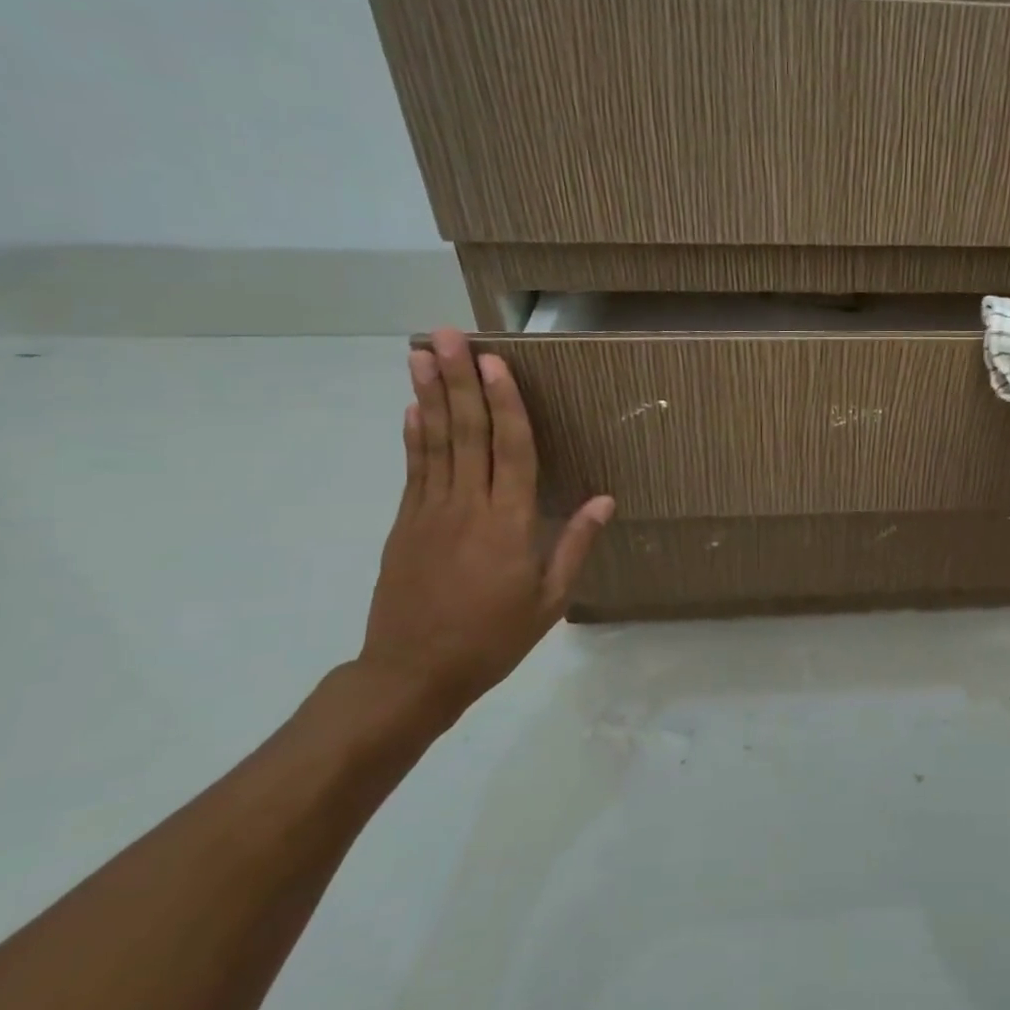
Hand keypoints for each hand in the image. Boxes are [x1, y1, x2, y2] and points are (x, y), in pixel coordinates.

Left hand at [355, 328, 613, 720]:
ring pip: (434, 442)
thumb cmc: (492, 639)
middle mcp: (467, 507)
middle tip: (447, 335)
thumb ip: (574, 545)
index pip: (511, 450)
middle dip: (458, 380)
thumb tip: (604, 499)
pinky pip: (414, 470)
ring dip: (429, 395)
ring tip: (421, 354)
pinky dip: (414, 436)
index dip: (505, 403)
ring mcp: (429, 513)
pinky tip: (413, 408)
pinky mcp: (405, 525)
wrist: (411, 674)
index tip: (495, 361)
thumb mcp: (549, 601)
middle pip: (466, 433)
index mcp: (508, 524)